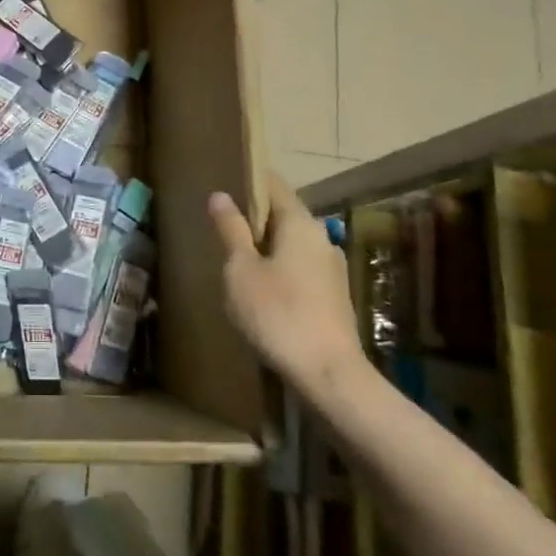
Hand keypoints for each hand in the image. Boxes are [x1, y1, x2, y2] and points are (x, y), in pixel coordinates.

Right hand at [209, 171, 366, 395]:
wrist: (328, 374)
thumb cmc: (277, 314)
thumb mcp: (241, 270)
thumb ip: (231, 230)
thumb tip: (221, 196)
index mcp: (300, 223)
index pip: (274, 185)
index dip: (248, 181)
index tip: (223, 185)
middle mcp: (322, 238)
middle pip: (284, 215)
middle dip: (254, 219)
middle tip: (221, 228)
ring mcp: (332, 269)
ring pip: (292, 245)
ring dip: (266, 248)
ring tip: (236, 263)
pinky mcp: (334, 296)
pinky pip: (300, 269)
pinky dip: (279, 270)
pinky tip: (261, 293)